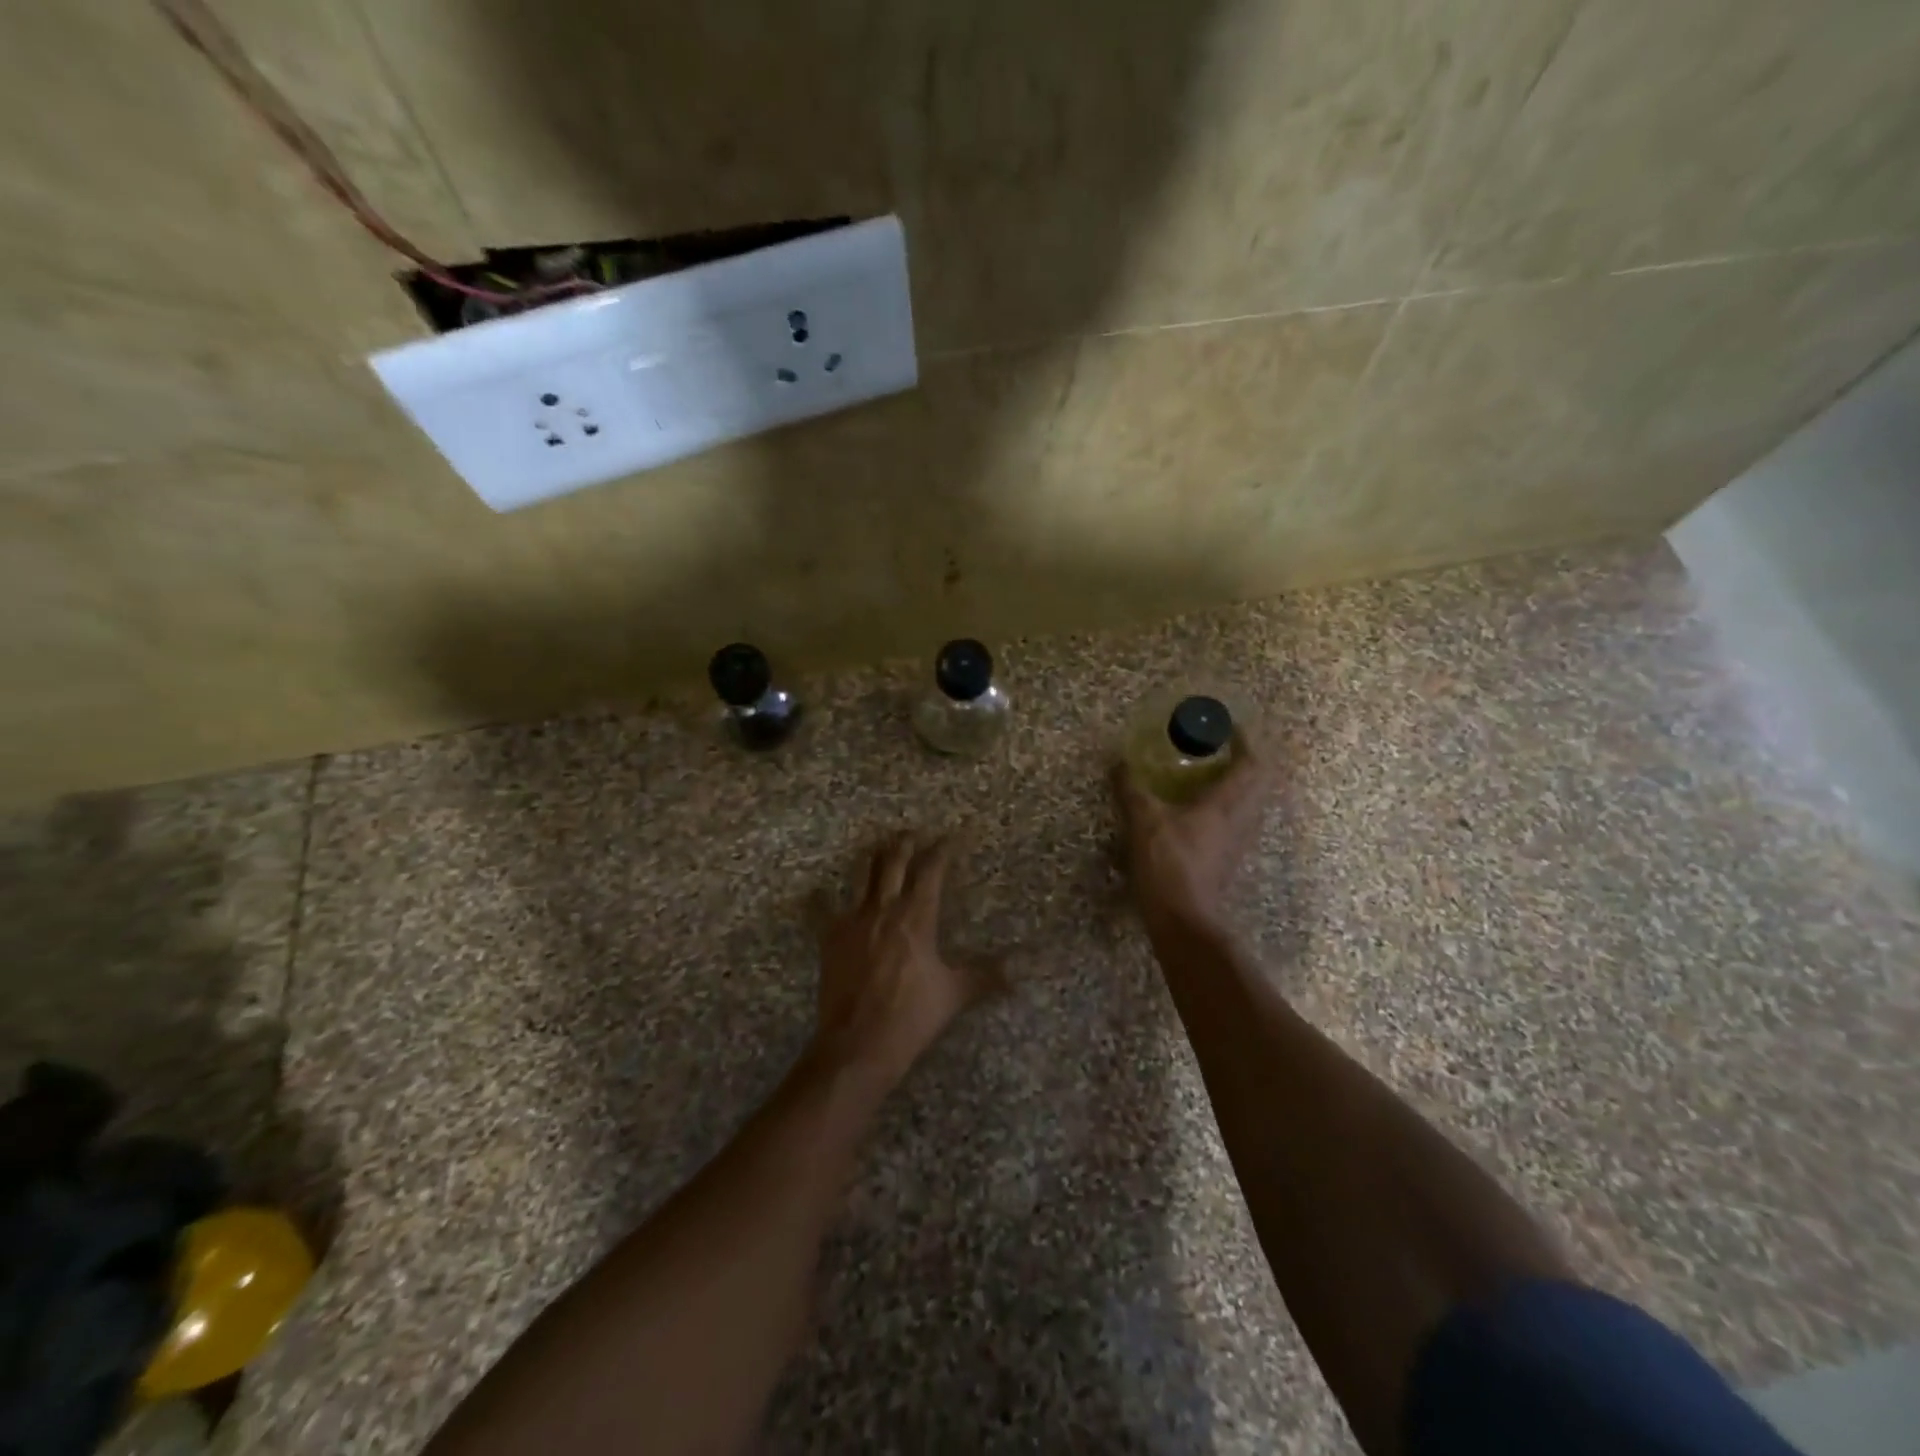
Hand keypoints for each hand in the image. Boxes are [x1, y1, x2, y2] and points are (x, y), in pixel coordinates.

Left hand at [814, 835, 997, 1088]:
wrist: (859, 1043)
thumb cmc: (911, 1016)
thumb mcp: (954, 994)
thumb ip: (987, 975)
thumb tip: (1021, 968)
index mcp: (916, 917)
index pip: (931, 871)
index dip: (942, 850)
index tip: (952, 837)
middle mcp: (884, 909)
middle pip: (894, 863)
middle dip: (906, 844)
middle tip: (914, 833)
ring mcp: (853, 920)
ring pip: (863, 876)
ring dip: (874, 858)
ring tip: (881, 847)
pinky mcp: (830, 937)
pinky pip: (822, 909)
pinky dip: (821, 898)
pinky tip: (816, 890)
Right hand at [1113, 739, 1275, 934]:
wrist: (1183, 919)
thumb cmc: (1168, 865)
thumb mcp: (1143, 822)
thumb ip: (1131, 790)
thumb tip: (1118, 762)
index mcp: (1226, 804)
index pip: (1252, 763)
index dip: (1246, 740)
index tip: (1231, 725)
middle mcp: (1240, 819)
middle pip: (1259, 781)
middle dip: (1247, 759)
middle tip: (1223, 746)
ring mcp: (1238, 841)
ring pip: (1251, 802)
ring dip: (1239, 783)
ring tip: (1212, 772)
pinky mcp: (1228, 857)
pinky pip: (1237, 819)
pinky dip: (1227, 804)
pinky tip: (1200, 807)